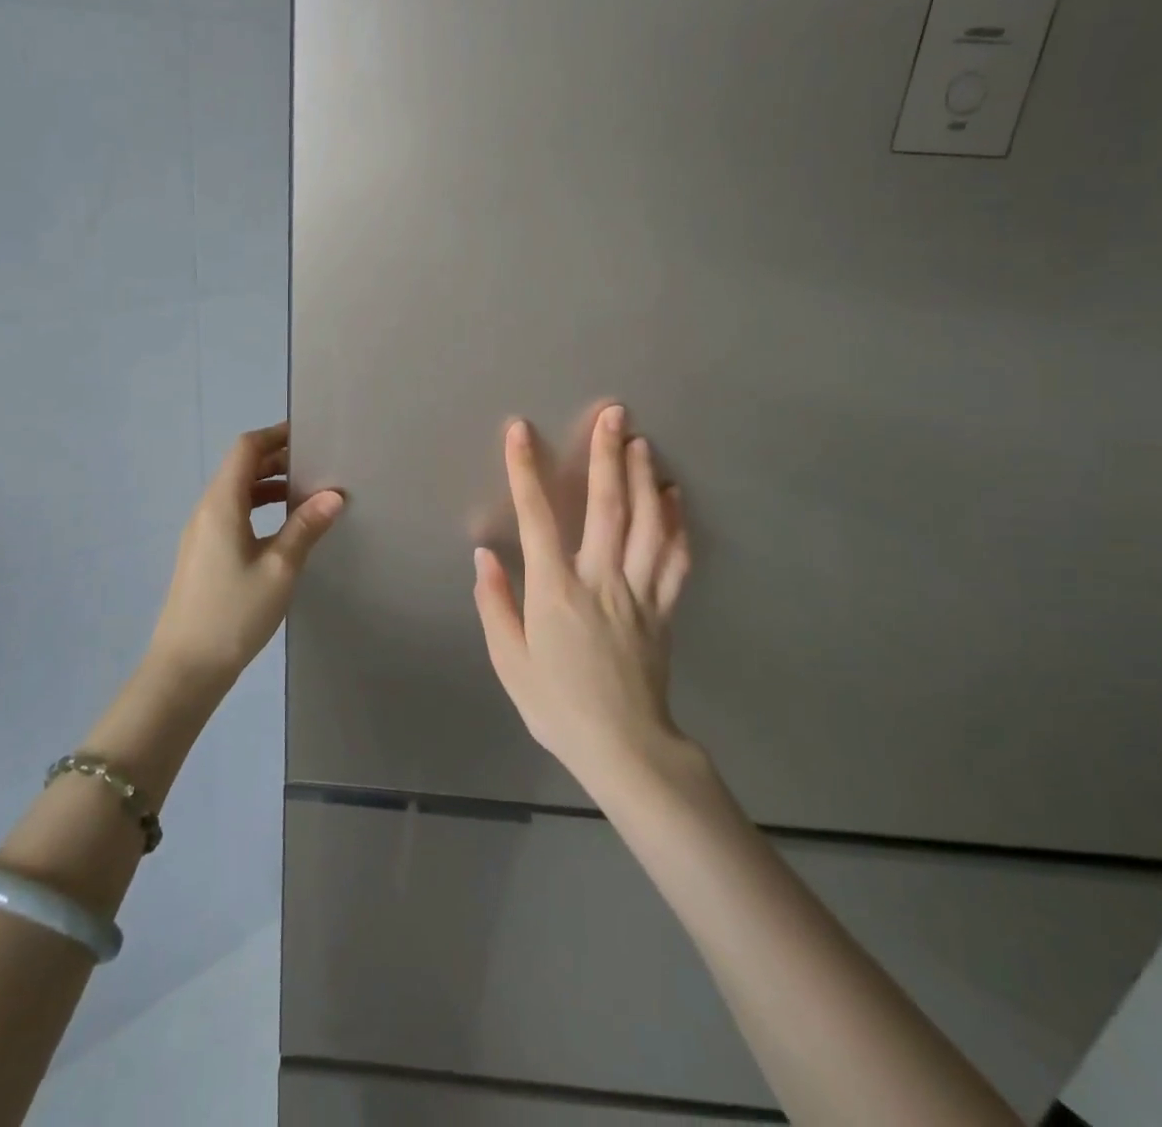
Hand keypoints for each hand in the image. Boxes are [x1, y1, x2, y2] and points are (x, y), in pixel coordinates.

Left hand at [150, 422, 344, 685]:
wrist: (185, 668)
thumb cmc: (234, 613)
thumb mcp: (280, 569)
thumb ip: (305, 527)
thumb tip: (334, 494)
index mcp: (221, 504)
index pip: (246, 449)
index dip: (275, 435)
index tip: (308, 435)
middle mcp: (206, 510)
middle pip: (240, 468)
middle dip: (277, 459)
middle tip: (317, 464)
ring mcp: (201, 533)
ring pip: (237, 492)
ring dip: (268, 485)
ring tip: (307, 493)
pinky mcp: (203, 554)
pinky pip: (232, 514)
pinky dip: (258, 508)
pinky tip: (283, 528)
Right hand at [473, 405, 694, 792]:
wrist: (624, 747)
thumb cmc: (557, 705)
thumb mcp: (509, 661)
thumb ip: (495, 604)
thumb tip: (485, 555)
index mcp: (555, 590)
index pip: (537, 517)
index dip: (525, 471)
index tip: (520, 431)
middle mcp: (600, 579)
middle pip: (607, 506)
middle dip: (607, 455)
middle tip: (613, 414)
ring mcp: (638, 591)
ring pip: (648, 524)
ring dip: (645, 478)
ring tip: (642, 442)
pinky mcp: (663, 609)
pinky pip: (675, 559)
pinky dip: (677, 524)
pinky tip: (675, 498)